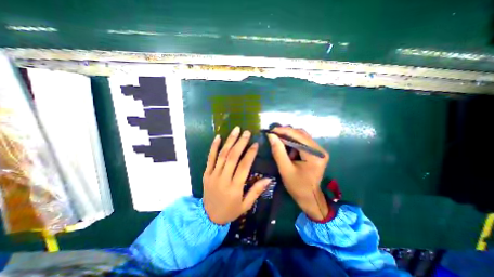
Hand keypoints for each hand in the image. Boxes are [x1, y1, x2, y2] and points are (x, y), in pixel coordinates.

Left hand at [202, 126, 271, 224]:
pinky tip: (218, 137)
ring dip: (229, 141)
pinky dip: (213, 147)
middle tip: (246, 132)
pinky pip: (210, 158)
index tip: (255, 143)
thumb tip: (268, 179)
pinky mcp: (206, 173)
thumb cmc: (230, 211)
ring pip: (222, 155)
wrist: (209, 217)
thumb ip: (256, 191)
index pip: (244, 166)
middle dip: (240, 143)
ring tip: (235, 130)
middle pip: (232, 157)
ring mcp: (213, 175)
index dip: (250, 154)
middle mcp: (223, 178)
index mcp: (234, 187)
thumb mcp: (245, 205)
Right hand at [269, 127, 329, 220]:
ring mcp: (319, 151)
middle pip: (301, 134)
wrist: (309, 197)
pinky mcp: (316, 152)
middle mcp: (319, 150)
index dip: (284, 131)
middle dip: (286, 133)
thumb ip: (278, 151)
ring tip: (279, 142)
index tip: (271, 130)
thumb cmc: (297, 186)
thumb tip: (271, 136)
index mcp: (315, 155)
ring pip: (302, 137)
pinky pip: (303, 142)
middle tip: (273, 134)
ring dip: (289, 138)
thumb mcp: (285, 169)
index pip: (299, 136)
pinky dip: (293, 143)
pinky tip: (287, 149)